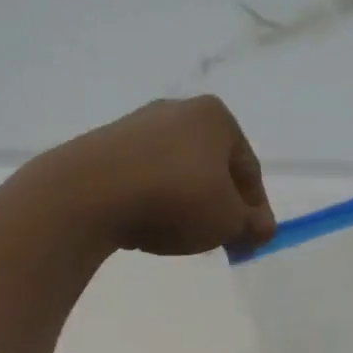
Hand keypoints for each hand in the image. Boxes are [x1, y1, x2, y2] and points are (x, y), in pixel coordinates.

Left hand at [52, 97, 275, 256]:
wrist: (89, 193)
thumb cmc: (176, 198)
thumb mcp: (229, 220)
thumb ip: (252, 225)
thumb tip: (262, 228)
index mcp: (215, 117)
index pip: (249, 168)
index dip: (256, 209)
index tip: (253, 241)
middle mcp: (177, 111)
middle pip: (212, 167)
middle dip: (220, 205)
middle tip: (221, 241)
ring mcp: (136, 125)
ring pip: (177, 172)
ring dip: (186, 203)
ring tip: (181, 237)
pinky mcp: (104, 146)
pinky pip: (143, 177)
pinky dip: (153, 200)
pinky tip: (147, 225)